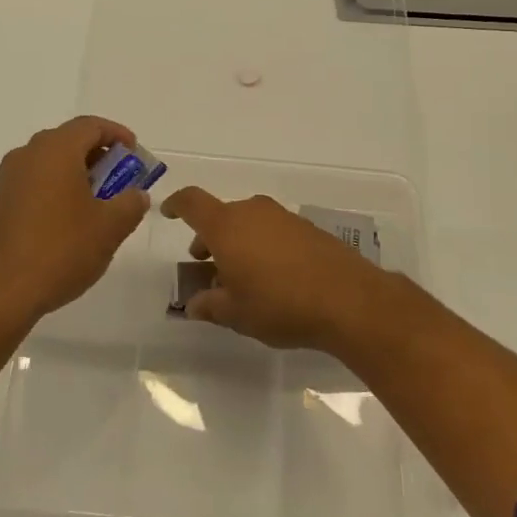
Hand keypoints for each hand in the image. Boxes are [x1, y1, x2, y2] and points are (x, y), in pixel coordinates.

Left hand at [0, 116, 150, 326]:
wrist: (1, 291)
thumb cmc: (61, 249)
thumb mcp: (110, 227)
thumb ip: (130, 204)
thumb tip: (136, 195)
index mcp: (56, 150)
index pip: (91, 125)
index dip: (118, 135)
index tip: (136, 155)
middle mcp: (28, 155)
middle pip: (70, 141)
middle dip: (100, 156)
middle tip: (122, 181)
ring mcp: (10, 179)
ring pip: (51, 162)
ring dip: (79, 174)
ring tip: (101, 204)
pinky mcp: (0, 203)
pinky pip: (36, 182)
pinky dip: (59, 189)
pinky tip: (72, 221)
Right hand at [159, 186, 395, 353]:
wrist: (347, 299)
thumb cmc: (279, 304)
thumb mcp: (235, 314)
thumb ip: (209, 305)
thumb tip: (194, 304)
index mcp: (226, 226)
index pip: (192, 202)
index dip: (176, 205)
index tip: (168, 213)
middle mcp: (252, 212)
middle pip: (221, 216)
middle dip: (209, 239)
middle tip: (207, 268)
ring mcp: (283, 218)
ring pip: (248, 223)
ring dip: (237, 244)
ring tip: (241, 278)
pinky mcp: (307, 229)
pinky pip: (272, 231)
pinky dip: (262, 246)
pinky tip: (272, 278)